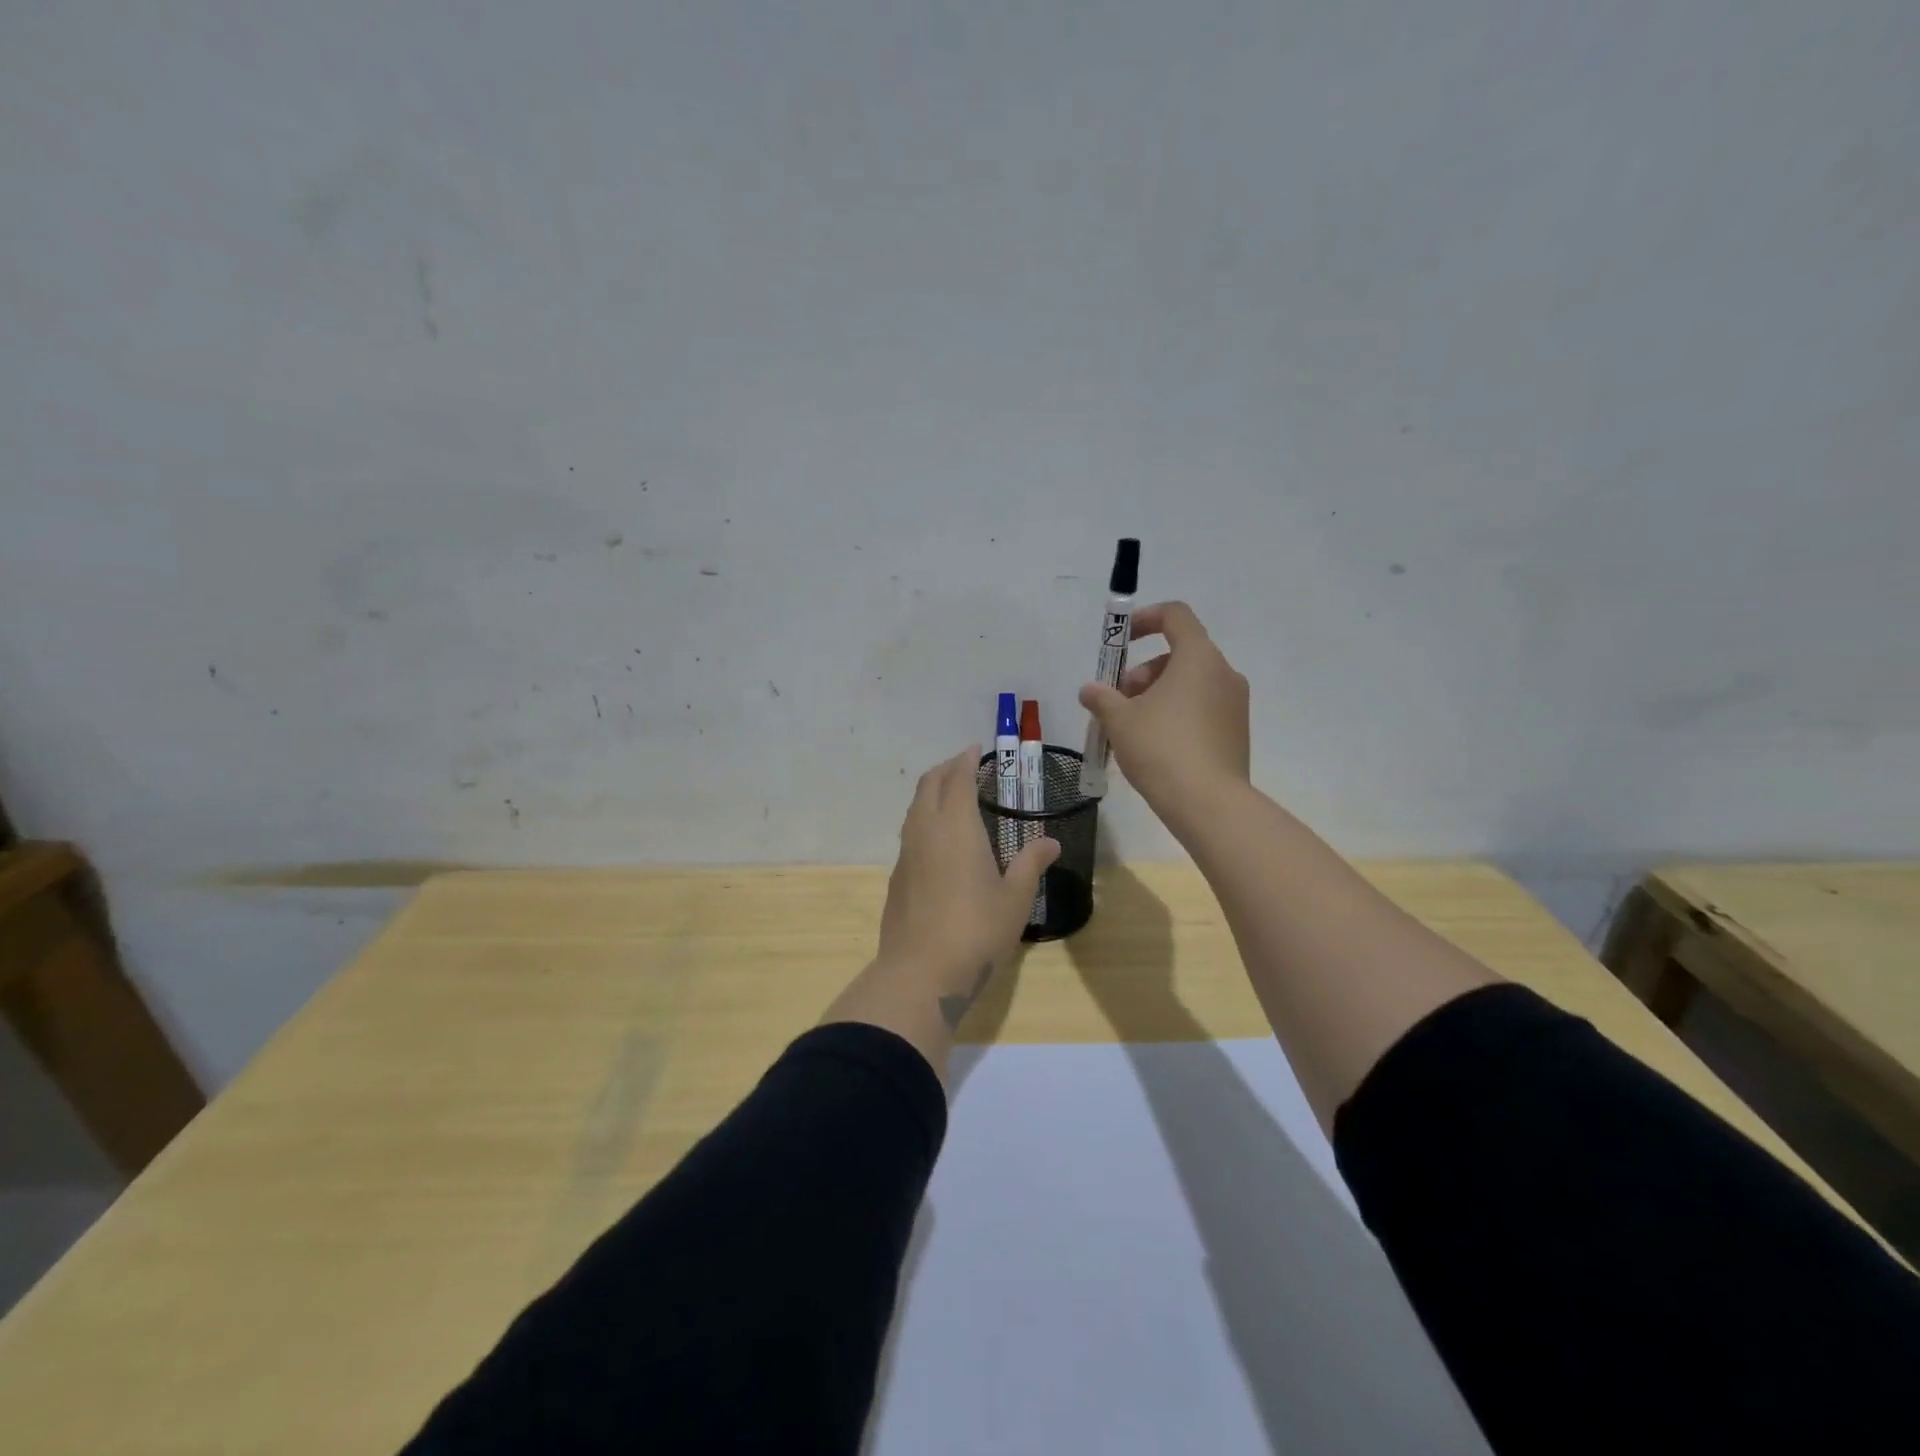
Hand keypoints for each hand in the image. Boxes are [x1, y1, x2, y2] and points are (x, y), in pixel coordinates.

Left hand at [876, 747, 1058, 1027]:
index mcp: (956, 826)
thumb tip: (1050, 842)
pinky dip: (924, 819)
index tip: (975, 749)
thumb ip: (1030, 864)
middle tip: (963, 765)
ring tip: (951, 796)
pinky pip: (910, 833)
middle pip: (929, 785)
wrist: (920, 972)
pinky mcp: (897, 877)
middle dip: (945, 769)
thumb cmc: (976, 930)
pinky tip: (938, 840)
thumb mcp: (1015, 898)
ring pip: (915, 808)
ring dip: (931, 792)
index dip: (966, 760)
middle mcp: (926, 831)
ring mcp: (906, 854)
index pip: (958, 779)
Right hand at [1079, 601, 1249, 818]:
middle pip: (1181, 653)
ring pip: (1192, 683)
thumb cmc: (1161, 748)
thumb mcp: (1119, 720)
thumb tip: (1089, 690)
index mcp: (1198, 658)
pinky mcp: (1236, 732)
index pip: (1176, 615)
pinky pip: (1203, 708)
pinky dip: (1178, 713)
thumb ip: (1102, 698)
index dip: (1145, 619)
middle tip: (1120, 700)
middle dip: (1145, 671)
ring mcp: (1235, 704)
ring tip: (1133, 727)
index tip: (1122, 641)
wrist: (1208, 803)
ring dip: (1159, 694)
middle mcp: (1224, 673)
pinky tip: (1156, 746)